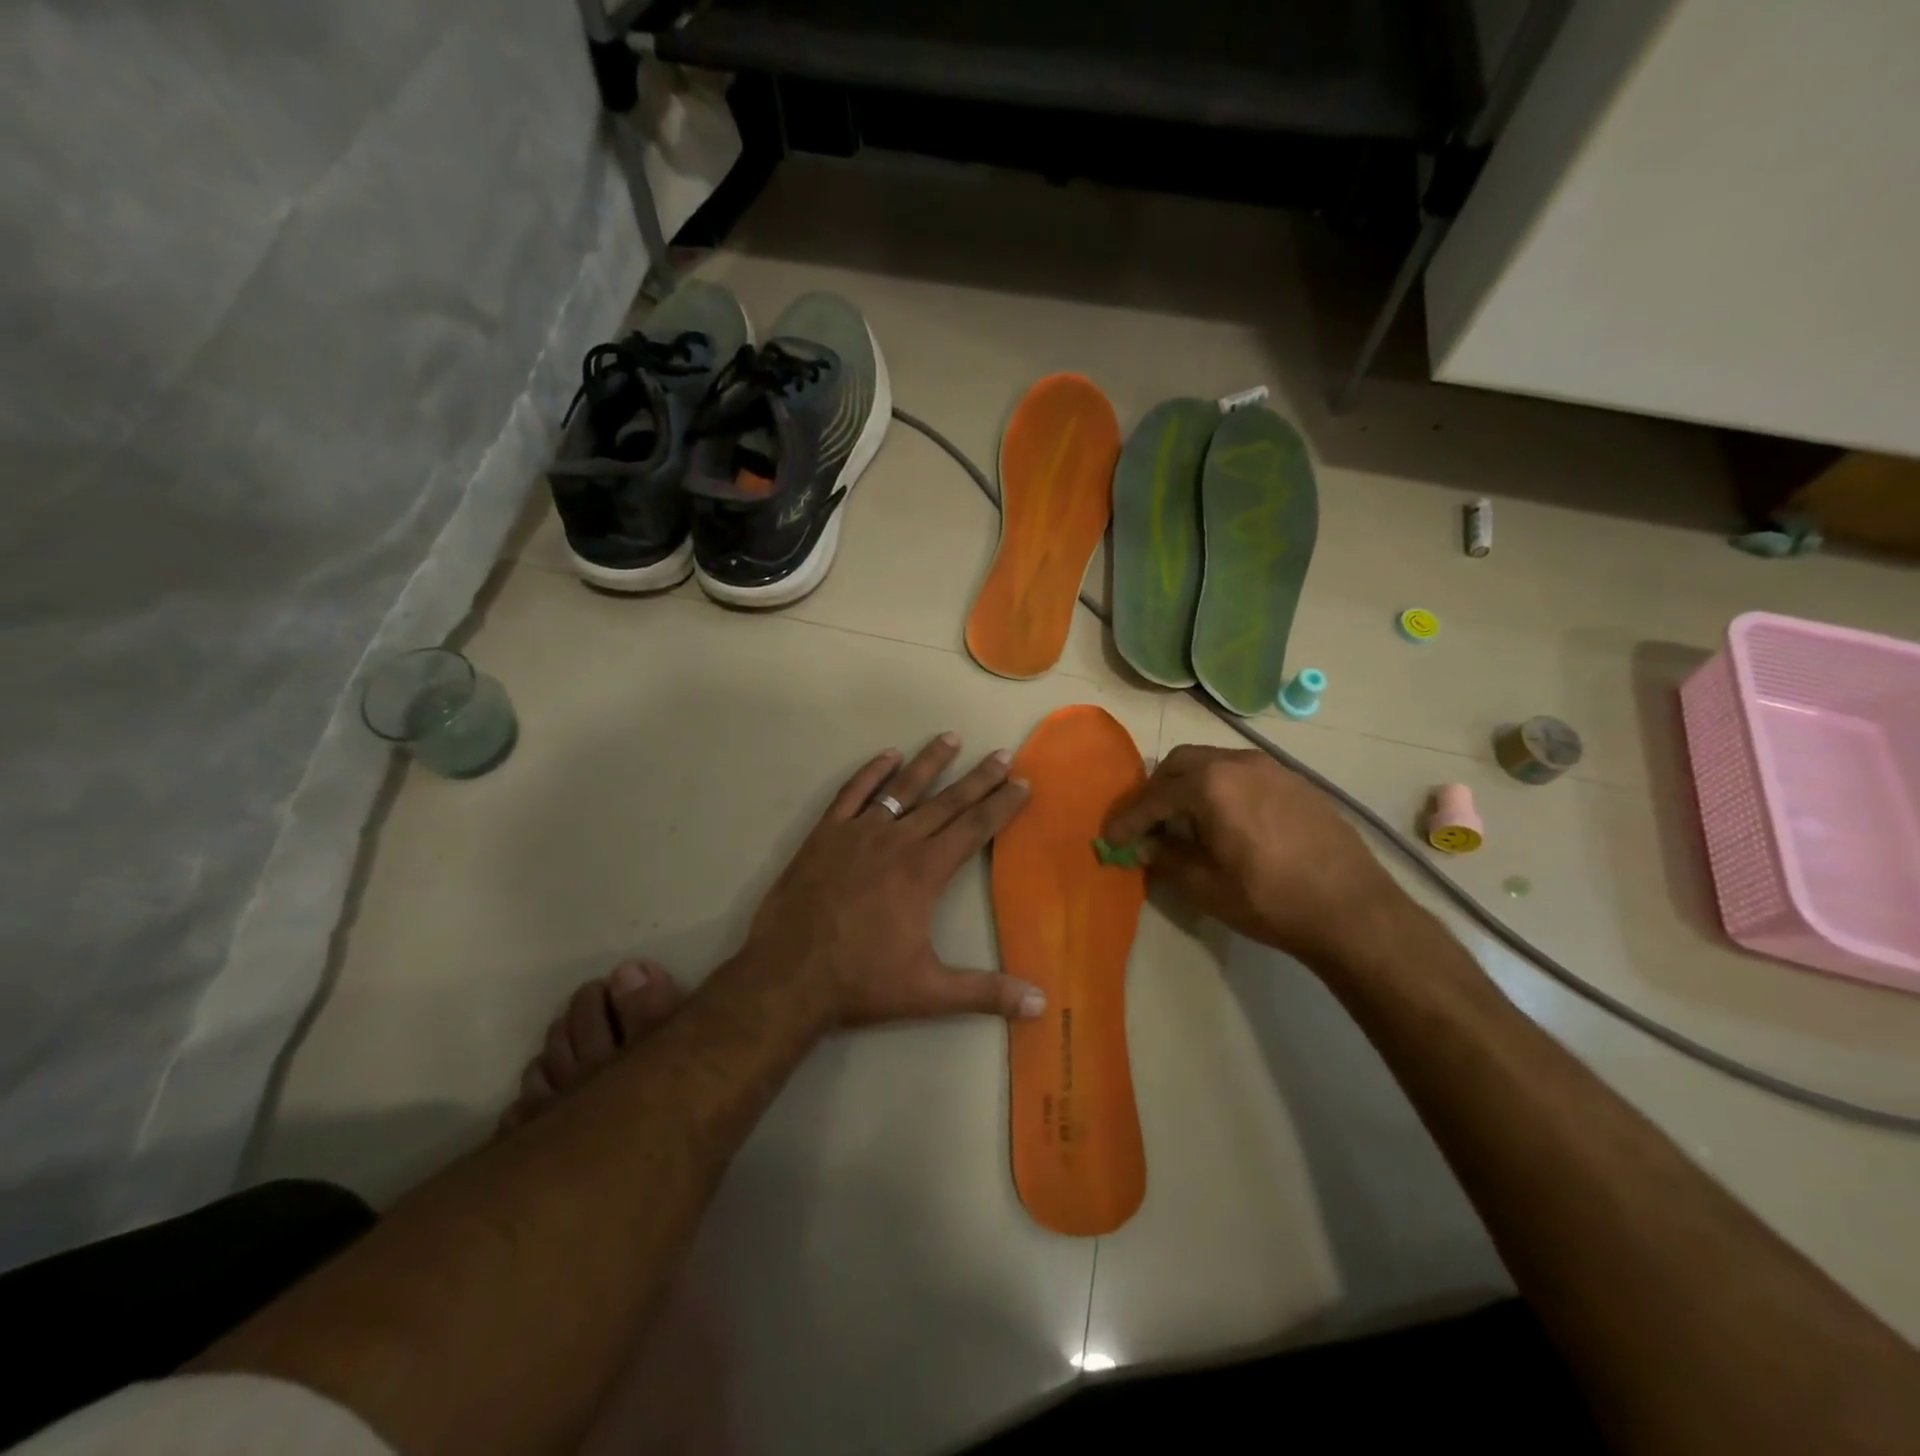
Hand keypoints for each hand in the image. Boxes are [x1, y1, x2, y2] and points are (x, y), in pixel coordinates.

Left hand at [746, 733, 1045, 1026]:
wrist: (788, 976)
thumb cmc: (861, 982)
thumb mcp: (929, 993)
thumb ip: (986, 992)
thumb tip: (1041, 1005)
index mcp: (924, 872)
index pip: (974, 828)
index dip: (1001, 805)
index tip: (1021, 783)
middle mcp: (896, 842)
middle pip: (946, 802)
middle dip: (977, 778)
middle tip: (1001, 754)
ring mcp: (858, 833)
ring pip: (901, 789)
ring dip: (929, 763)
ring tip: (950, 738)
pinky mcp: (825, 835)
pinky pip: (852, 794)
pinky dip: (871, 773)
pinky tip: (888, 756)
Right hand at [1101, 744, 1405, 966]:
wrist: (1354, 911)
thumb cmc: (1270, 900)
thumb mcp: (1205, 886)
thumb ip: (1166, 857)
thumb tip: (1144, 845)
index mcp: (1211, 784)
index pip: (1155, 796)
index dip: (1129, 819)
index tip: (1110, 838)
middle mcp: (1239, 763)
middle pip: (1181, 764)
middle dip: (1157, 791)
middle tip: (1146, 824)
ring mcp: (1272, 768)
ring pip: (1213, 763)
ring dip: (1189, 785)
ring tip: (1185, 821)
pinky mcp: (1296, 782)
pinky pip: (1243, 773)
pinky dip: (1221, 788)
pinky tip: (1227, 821)